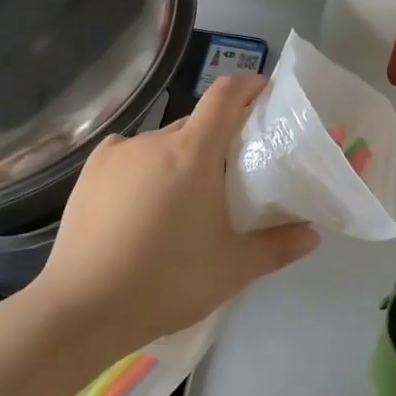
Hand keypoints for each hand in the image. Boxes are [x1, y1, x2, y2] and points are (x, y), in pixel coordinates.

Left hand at [31, 76, 319, 351]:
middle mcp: (154, 140)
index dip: (249, 86)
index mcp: (193, 153)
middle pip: (196, 124)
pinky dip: (145, 169)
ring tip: (182, 202)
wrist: (82, 309)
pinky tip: (142, 204)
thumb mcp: (233, 269)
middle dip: (218, 139)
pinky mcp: (89, 172)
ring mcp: (116, 153)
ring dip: (180, 159)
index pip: (225, 95)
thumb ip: (277, 246)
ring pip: (162, 144)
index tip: (266, 95)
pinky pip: (130, 157)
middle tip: (232, 176)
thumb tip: (312, 235)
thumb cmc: (167, 282)